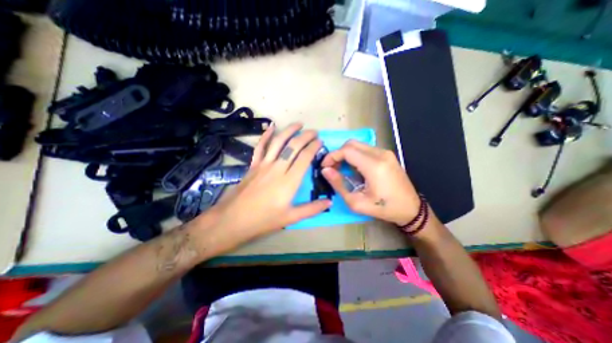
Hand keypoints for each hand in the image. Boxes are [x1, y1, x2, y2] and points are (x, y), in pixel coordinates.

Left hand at [195, 122, 330, 252]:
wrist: (233, 219)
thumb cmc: (264, 219)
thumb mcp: (291, 218)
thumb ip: (311, 209)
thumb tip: (329, 202)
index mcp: (289, 181)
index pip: (305, 157)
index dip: (314, 147)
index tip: (320, 142)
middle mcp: (278, 168)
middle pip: (293, 146)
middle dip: (306, 136)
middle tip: (314, 132)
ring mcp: (264, 164)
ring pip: (278, 142)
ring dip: (289, 131)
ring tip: (299, 124)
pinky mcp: (253, 165)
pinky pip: (260, 147)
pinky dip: (266, 135)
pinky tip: (271, 126)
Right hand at [321, 141, 420, 226]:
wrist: (411, 208)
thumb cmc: (383, 208)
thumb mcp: (357, 202)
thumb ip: (339, 184)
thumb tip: (325, 171)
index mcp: (374, 166)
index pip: (347, 150)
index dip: (332, 156)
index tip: (325, 167)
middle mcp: (380, 154)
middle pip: (351, 144)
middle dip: (338, 153)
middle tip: (332, 168)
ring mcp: (385, 152)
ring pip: (358, 145)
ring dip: (346, 154)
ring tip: (341, 169)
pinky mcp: (387, 154)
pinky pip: (365, 149)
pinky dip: (355, 155)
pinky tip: (354, 168)